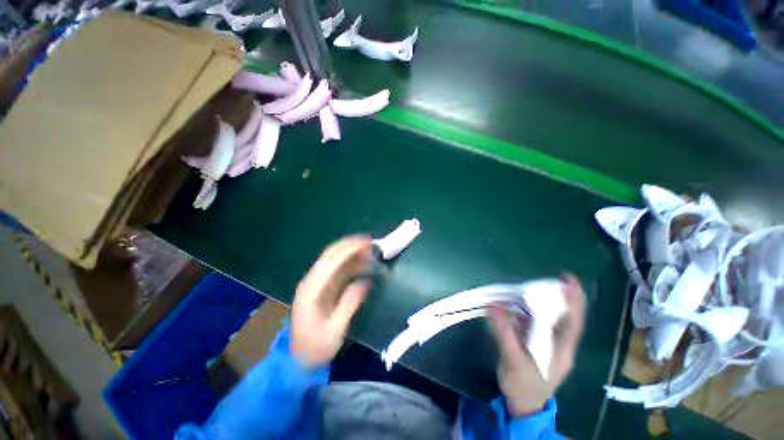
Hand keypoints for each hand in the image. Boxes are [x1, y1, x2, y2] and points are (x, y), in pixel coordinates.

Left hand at [291, 236, 372, 367]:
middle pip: (331, 254)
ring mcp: (316, 283)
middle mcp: (311, 281)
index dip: (350, 249)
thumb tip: (365, 282)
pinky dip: (350, 264)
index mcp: (311, 290)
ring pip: (334, 260)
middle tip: (371, 243)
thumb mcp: (334, 331)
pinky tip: (362, 264)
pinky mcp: (322, 287)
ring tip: (370, 251)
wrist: (298, 361)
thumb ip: (349, 304)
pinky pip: (337, 270)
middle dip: (351, 245)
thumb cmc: (315, 348)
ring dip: (352, 253)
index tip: (368, 243)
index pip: (331, 261)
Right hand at [488, 274, 585, 416]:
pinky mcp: (536, 343)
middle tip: (542, 280)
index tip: (569, 280)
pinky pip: (533, 322)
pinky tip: (515, 305)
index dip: (574, 301)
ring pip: (547, 318)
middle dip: (555, 297)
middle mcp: (558, 344)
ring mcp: (547, 343)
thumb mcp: (513, 361)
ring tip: (524, 290)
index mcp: (561, 350)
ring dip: (538, 303)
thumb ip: (504, 333)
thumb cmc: (522, 386)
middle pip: (561, 316)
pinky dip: (525, 311)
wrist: (522, 405)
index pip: (573, 322)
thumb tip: (493, 305)